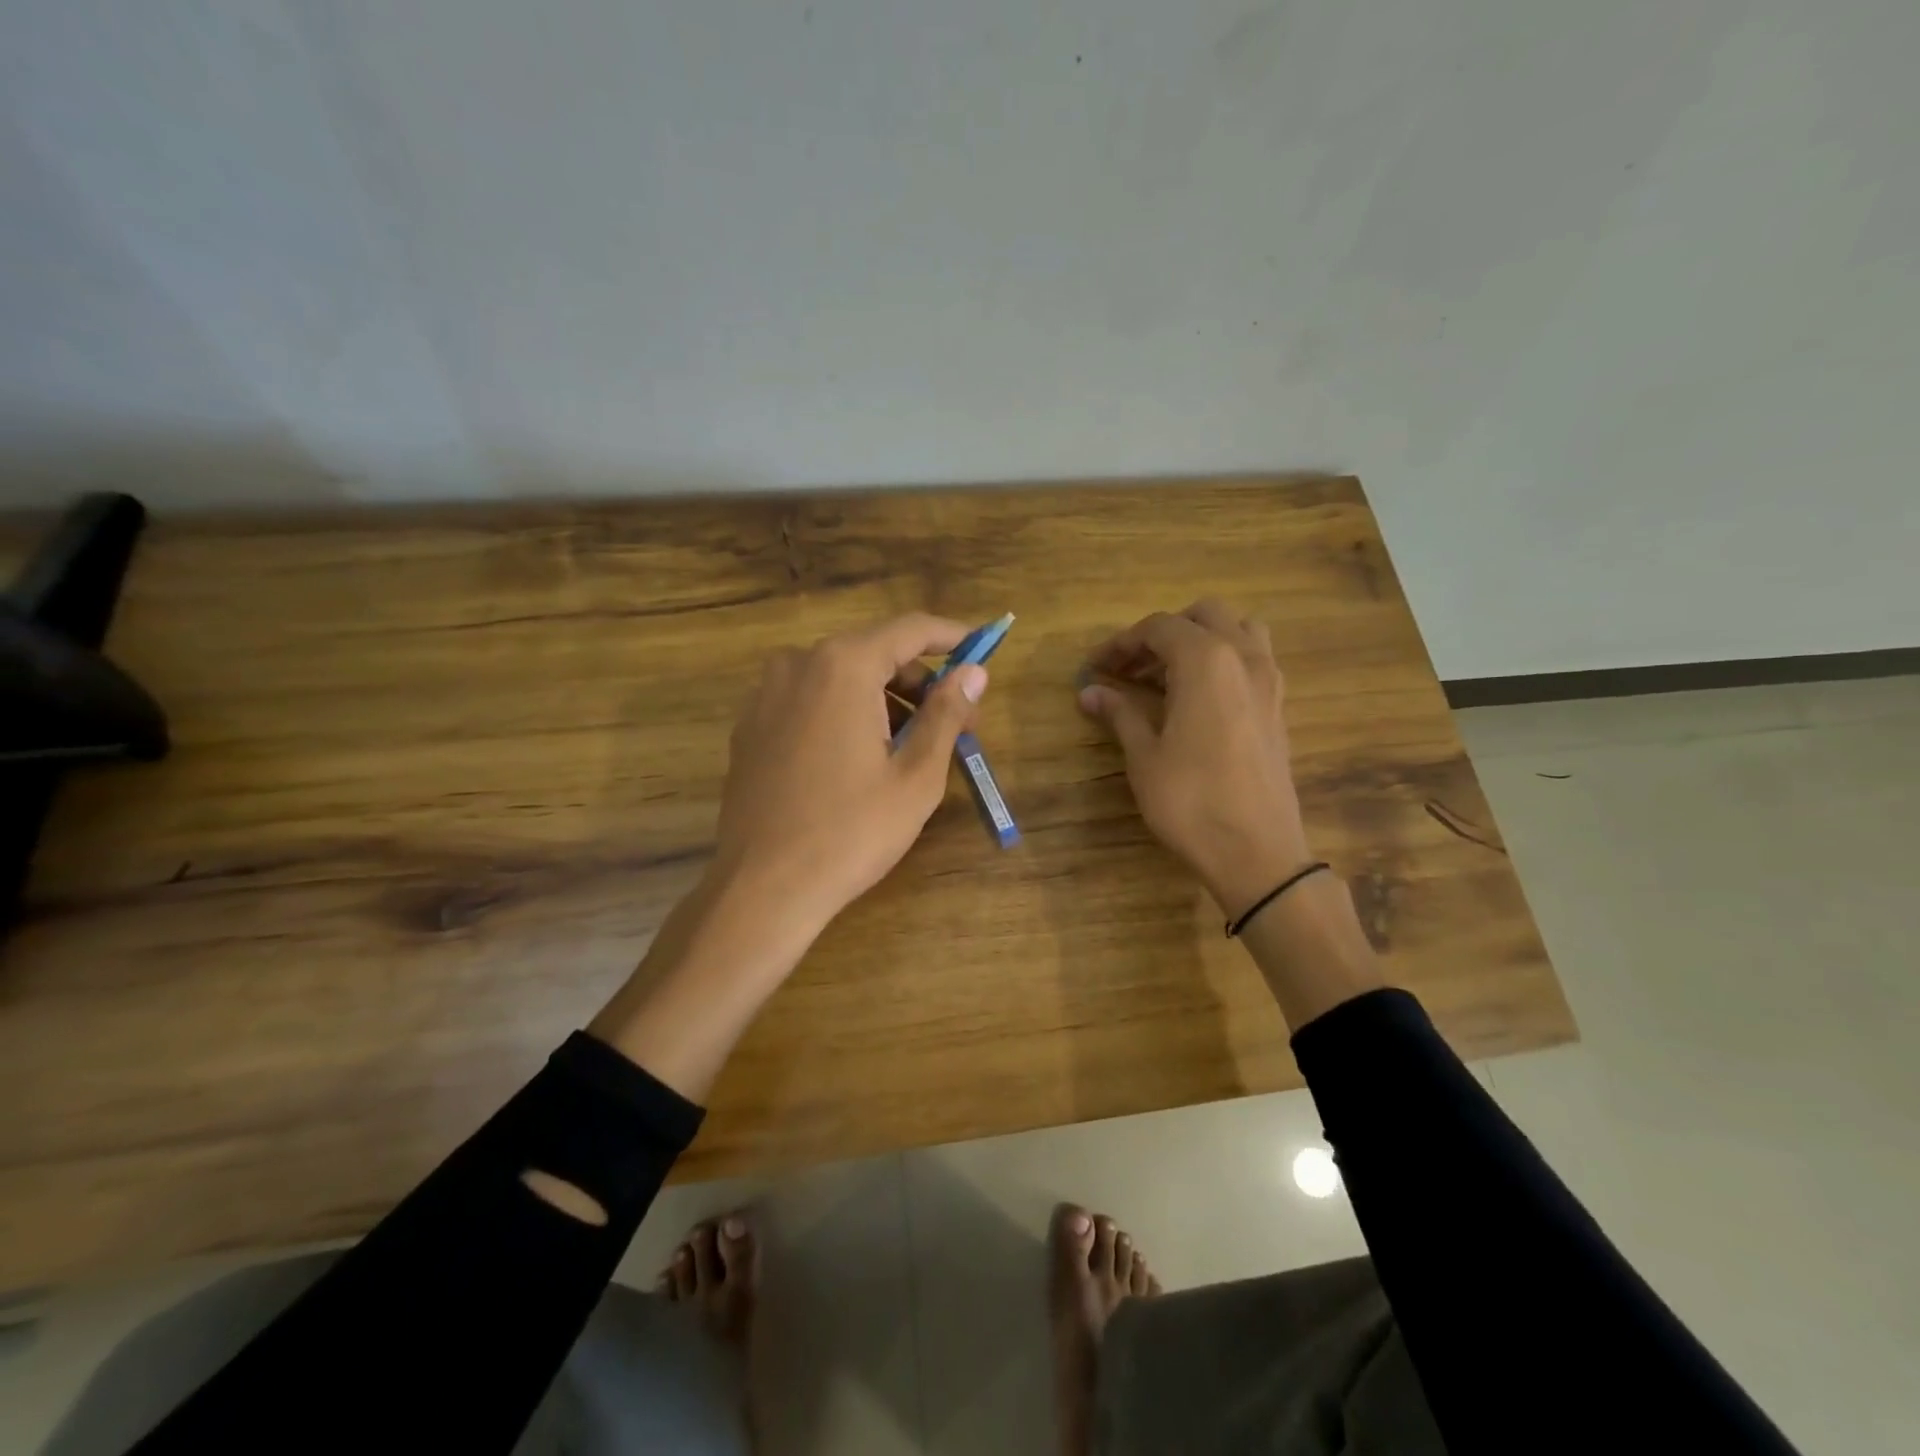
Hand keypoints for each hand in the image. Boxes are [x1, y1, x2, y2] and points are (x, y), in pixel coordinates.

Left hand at [713, 613, 988, 929]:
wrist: (763, 888)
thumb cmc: (851, 831)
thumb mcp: (915, 776)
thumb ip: (946, 713)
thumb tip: (974, 672)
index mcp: (842, 666)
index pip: (909, 629)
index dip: (951, 637)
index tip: (981, 648)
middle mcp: (797, 665)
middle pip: (874, 653)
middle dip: (920, 682)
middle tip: (956, 723)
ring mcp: (766, 695)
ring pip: (841, 678)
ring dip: (884, 700)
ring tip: (912, 748)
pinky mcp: (750, 727)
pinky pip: (810, 702)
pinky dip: (846, 713)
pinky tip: (863, 758)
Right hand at [1078, 599, 1313, 919]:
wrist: (1256, 852)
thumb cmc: (1190, 800)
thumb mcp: (1144, 756)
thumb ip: (1120, 714)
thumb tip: (1090, 691)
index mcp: (1206, 661)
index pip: (1159, 628)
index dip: (1122, 642)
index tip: (1096, 666)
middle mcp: (1244, 657)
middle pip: (1204, 616)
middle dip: (1164, 632)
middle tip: (1132, 666)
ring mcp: (1269, 681)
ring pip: (1238, 630)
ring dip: (1202, 639)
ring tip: (1169, 674)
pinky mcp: (1279, 707)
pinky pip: (1253, 660)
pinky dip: (1224, 661)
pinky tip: (1199, 698)